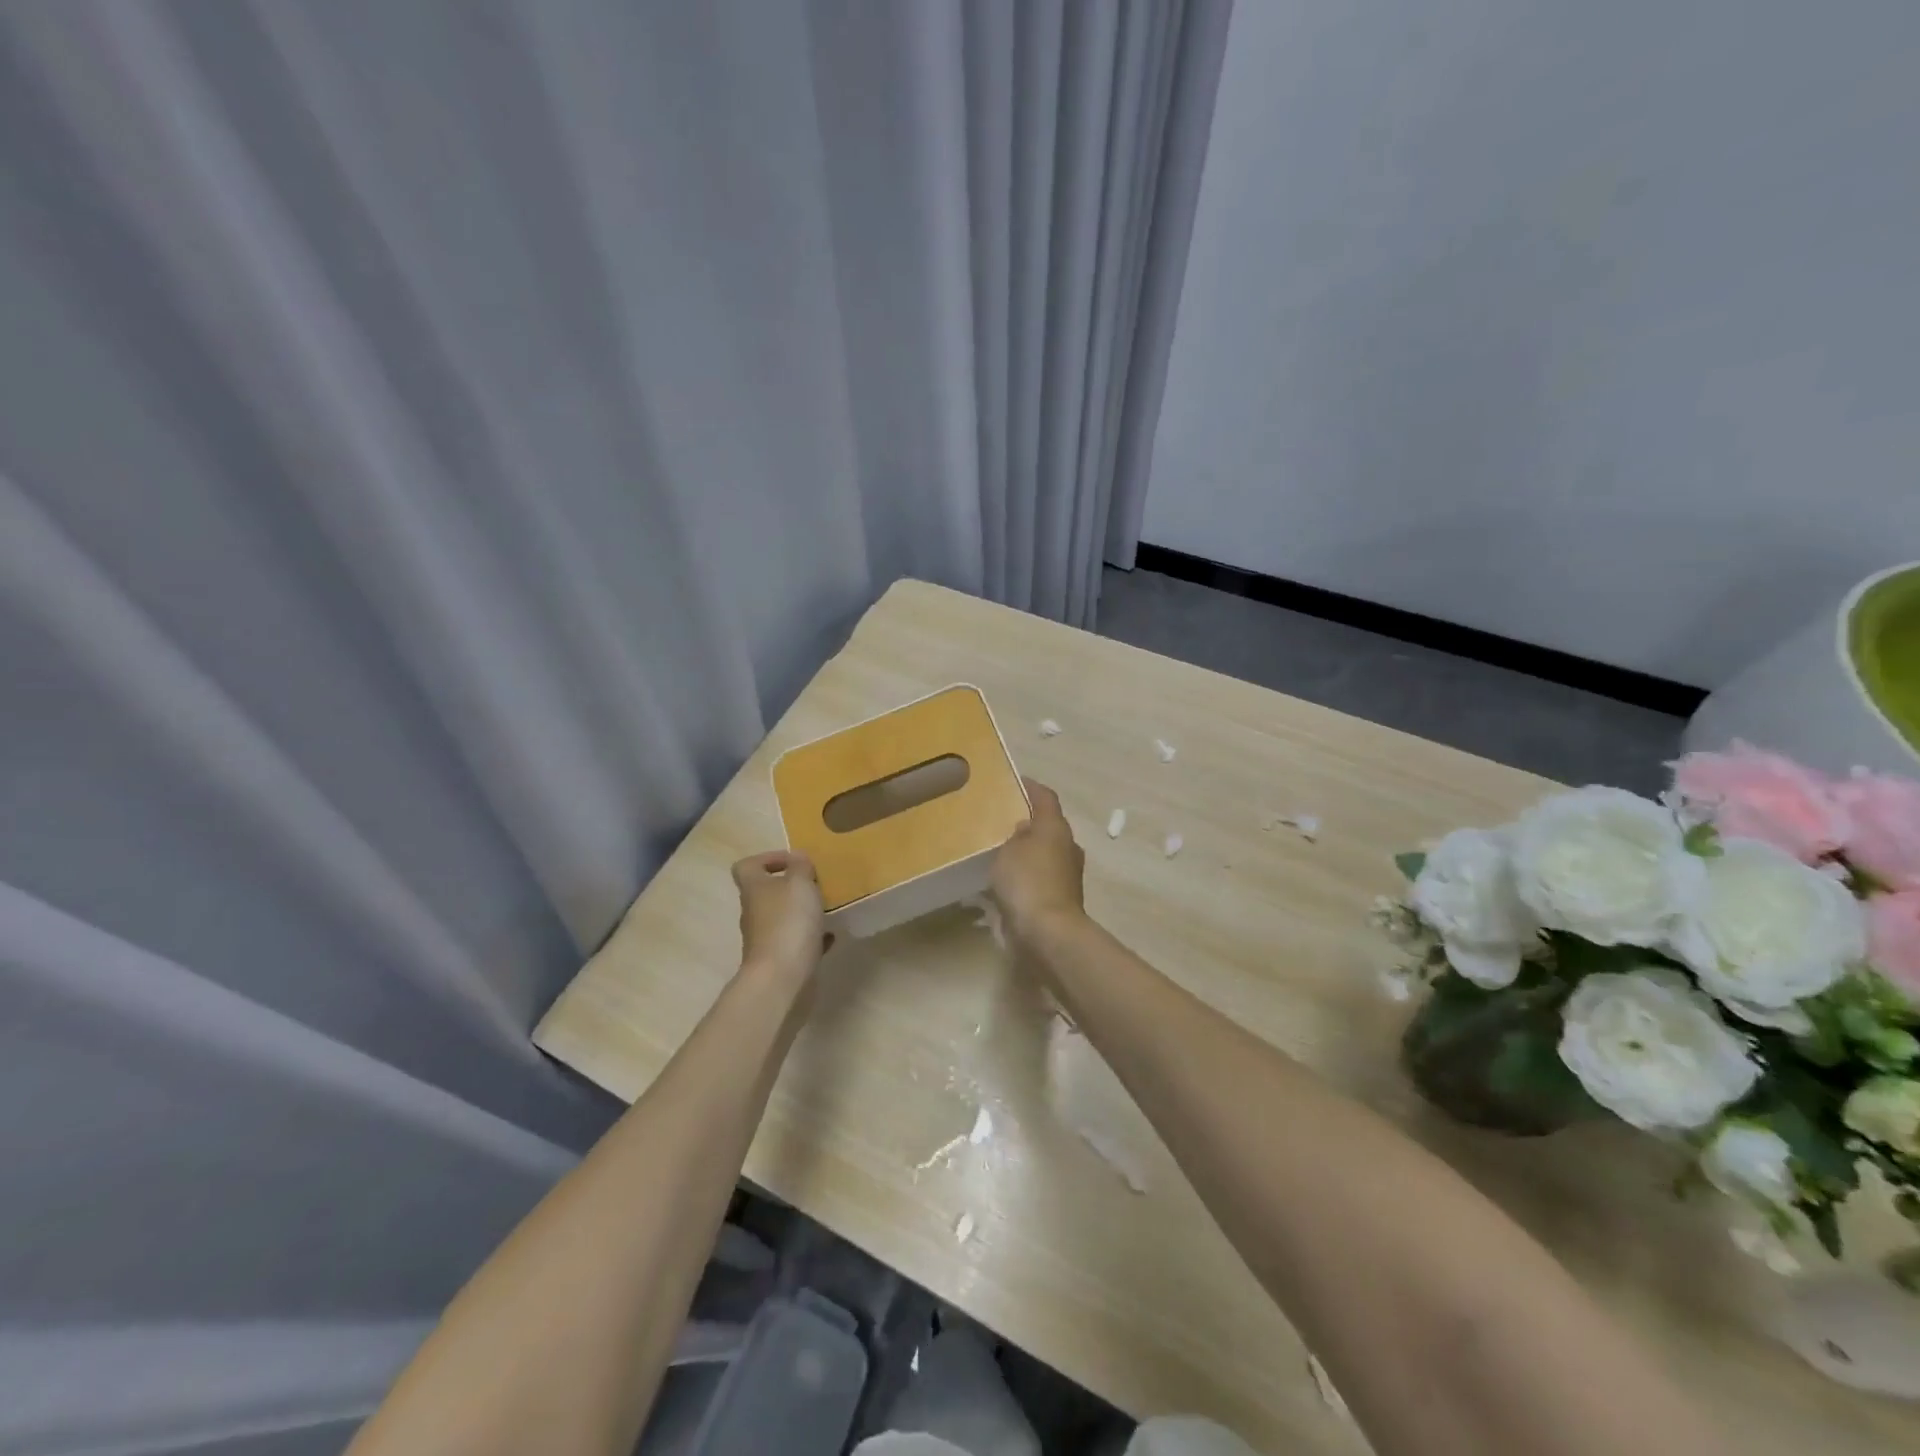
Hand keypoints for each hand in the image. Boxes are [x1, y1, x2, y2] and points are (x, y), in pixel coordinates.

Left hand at [732, 851, 829, 979]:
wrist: (781, 979)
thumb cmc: (789, 923)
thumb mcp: (800, 884)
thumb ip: (800, 867)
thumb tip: (797, 859)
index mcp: (754, 889)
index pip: (746, 866)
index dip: (768, 859)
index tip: (795, 862)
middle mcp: (754, 912)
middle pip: (767, 892)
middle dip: (792, 887)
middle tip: (817, 885)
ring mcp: (764, 938)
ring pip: (783, 917)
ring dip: (803, 912)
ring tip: (827, 909)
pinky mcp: (778, 960)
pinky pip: (795, 941)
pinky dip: (811, 937)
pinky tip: (830, 936)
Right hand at [990, 779, 1086, 942]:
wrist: (1048, 933)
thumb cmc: (1027, 881)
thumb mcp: (1009, 850)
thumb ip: (1014, 835)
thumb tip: (1024, 828)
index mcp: (1056, 828)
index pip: (1045, 797)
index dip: (1031, 787)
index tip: (1014, 782)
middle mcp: (1067, 847)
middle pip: (1048, 825)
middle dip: (1027, 821)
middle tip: (1000, 819)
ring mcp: (1067, 875)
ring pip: (1044, 853)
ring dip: (1026, 850)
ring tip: (998, 850)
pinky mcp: (1060, 899)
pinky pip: (1039, 877)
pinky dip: (1025, 875)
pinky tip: (1005, 880)